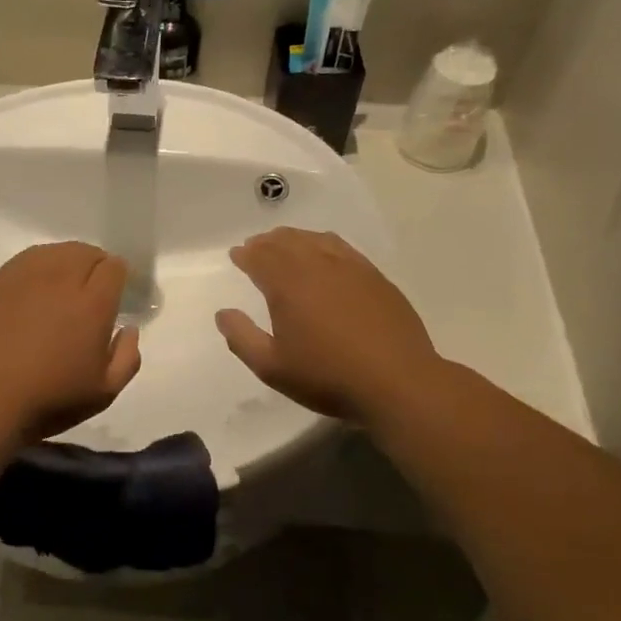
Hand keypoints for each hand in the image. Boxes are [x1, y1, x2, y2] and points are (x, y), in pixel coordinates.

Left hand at [0, 242, 141, 442]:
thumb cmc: (48, 400)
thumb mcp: (103, 393)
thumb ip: (126, 358)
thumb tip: (128, 329)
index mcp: (92, 303)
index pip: (114, 267)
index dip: (120, 276)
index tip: (118, 293)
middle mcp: (60, 279)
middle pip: (85, 253)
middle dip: (96, 265)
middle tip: (93, 289)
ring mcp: (23, 277)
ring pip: (54, 252)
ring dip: (67, 262)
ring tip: (64, 285)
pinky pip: (25, 261)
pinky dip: (38, 268)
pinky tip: (35, 290)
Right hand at [216, 228, 439, 425]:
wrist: (397, 381)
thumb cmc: (327, 376)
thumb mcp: (272, 367)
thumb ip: (242, 338)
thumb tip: (224, 314)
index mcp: (288, 286)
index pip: (261, 258)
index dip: (246, 254)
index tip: (236, 254)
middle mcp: (318, 267)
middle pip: (287, 243)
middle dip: (267, 242)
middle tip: (256, 246)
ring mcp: (351, 269)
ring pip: (316, 241)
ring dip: (295, 239)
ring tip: (286, 243)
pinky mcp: (376, 278)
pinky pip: (343, 248)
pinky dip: (325, 244)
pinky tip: (325, 252)